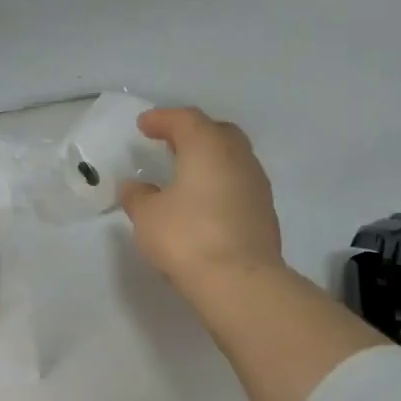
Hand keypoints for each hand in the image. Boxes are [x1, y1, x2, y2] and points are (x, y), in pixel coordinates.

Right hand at [120, 107, 282, 288]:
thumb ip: (139, 197)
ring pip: (232, 159)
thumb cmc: (187, 238)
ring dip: (210, 160)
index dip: (162, 119)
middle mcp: (238, 157)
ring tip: (187, 174)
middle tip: (170, 143)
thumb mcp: (148, 217)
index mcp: (207, 147)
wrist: (240, 280)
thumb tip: (135, 187)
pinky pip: (239, 185)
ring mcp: (256, 184)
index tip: (144, 125)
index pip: (185, 120)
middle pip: (216, 133)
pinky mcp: (264, 212)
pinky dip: (221, 184)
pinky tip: (205, 203)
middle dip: (192, 134)